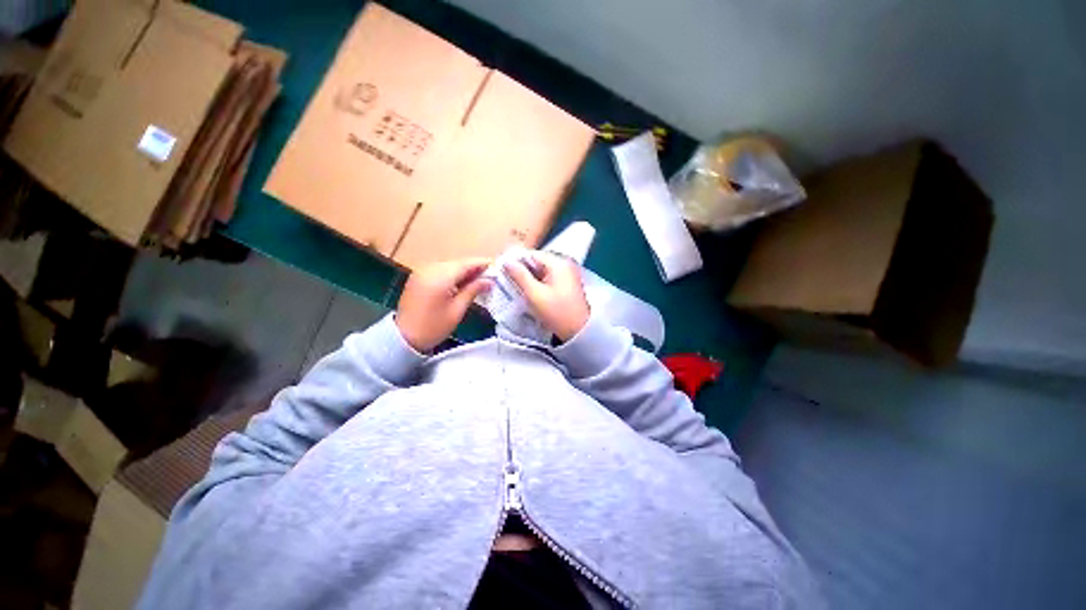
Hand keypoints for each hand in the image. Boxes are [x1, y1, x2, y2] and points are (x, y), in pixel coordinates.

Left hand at [396, 258, 491, 351]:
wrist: (404, 338)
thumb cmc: (434, 327)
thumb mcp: (457, 310)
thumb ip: (473, 290)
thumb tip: (490, 280)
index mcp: (440, 277)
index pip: (466, 264)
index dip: (482, 264)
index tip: (497, 266)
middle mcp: (430, 269)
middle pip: (458, 263)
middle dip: (474, 267)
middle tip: (491, 275)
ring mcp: (422, 272)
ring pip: (449, 266)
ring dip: (464, 271)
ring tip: (480, 279)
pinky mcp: (418, 277)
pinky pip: (440, 270)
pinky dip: (453, 274)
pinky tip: (462, 282)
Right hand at [505, 252, 589, 341]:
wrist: (579, 331)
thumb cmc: (557, 312)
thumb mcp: (534, 294)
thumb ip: (519, 275)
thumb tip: (506, 261)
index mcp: (558, 263)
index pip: (531, 254)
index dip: (515, 261)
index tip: (502, 271)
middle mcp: (564, 264)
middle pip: (537, 261)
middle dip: (522, 271)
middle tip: (507, 281)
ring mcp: (567, 274)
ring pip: (541, 271)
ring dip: (529, 278)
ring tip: (516, 288)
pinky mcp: (567, 284)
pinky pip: (548, 278)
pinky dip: (538, 283)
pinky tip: (529, 293)